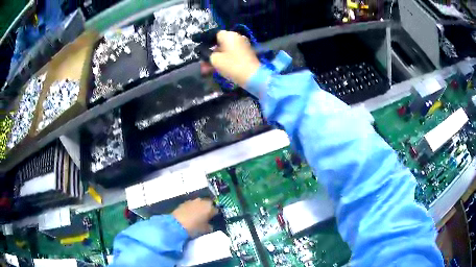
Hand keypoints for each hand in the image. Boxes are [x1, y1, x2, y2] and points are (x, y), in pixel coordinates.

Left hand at [172, 198, 217, 237]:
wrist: (176, 225)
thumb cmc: (194, 228)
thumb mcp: (206, 230)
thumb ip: (210, 226)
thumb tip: (210, 225)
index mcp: (209, 206)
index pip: (216, 209)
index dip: (216, 215)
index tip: (214, 220)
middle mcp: (201, 201)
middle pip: (207, 204)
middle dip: (207, 210)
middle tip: (206, 218)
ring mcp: (191, 201)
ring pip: (198, 204)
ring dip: (199, 209)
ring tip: (197, 217)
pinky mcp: (183, 203)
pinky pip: (190, 206)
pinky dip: (191, 209)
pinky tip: (190, 216)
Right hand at [206, 31, 260, 87]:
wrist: (252, 76)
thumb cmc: (232, 65)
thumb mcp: (215, 60)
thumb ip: (208, 55)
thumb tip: (210, 54)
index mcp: (229, 35)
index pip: (215, 35)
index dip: (208, 43)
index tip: (203, 52)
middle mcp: (237, 37)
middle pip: (221, 43)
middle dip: (213, 52)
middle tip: (205, 62)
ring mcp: (244, 45)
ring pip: (227, 50)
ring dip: (219, 57)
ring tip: (210, 68)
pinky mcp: (247, 53)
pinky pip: (233, 54)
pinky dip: (227, 59)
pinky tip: (220, 68)